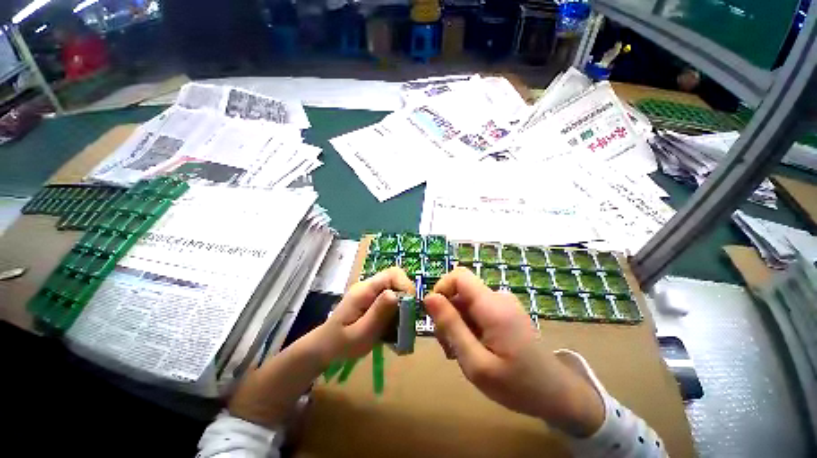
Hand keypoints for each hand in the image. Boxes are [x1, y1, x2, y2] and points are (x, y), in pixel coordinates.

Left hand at [228, 267, 412, 426]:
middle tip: (407, 320)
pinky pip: (391, 300)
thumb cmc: (339, 344)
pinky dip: (397, 313)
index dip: (405, 285)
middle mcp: (369, 287)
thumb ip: (378, 313)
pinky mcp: (372, 301)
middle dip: (406, 298)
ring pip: (396, 291)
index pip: (392, 273)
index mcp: (365, 290)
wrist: (323, 348)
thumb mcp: (360, 334)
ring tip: (400, 328)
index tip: (410, 307)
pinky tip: (393, 329)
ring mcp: (370, 293)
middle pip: (396, 281)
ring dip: (402, 308)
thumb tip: (396, 294)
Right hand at [423, 267, 604, 436]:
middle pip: (460, 292)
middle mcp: (498, 297)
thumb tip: (429, 297)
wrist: (557, 395)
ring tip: (461, 353)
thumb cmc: (517, 385)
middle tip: (449, 347)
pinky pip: (477, 310)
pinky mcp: (504, 311)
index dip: (441, 289)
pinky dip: (468, 326)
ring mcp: (503, 303)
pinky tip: (473, 349)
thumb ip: (451, 327)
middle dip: (448, 315)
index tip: (434, 316)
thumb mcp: (475, 362)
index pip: (459, 276)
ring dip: (457, 324)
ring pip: (466, 303)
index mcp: (492, 306)